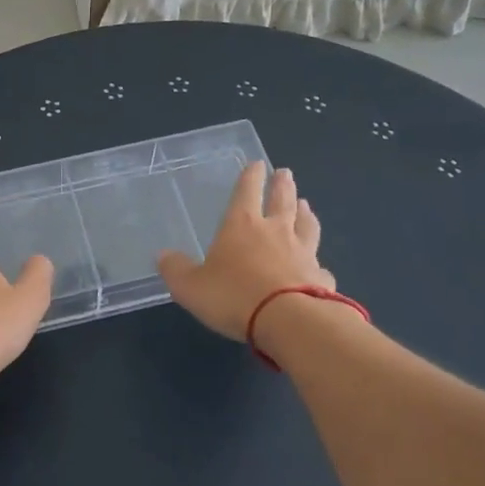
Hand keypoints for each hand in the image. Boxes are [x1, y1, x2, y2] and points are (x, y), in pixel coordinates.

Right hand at [158, 162, 332, 340]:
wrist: (290, 321)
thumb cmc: (234, 296)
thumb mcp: (190, 286)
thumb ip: (176, 269)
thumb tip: (163, 256)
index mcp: (242, 225)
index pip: (246, 192)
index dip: (250, 177)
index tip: (257, 164)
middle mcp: (276, 232)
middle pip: (282, 201)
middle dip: (282, 185)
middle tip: (286, 173)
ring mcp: (304, 253)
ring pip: (307, 226)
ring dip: (305, 213)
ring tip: (306, 204)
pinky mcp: (321, 279)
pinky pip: (319, 266)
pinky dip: (317, 263)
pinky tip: (318, 267)